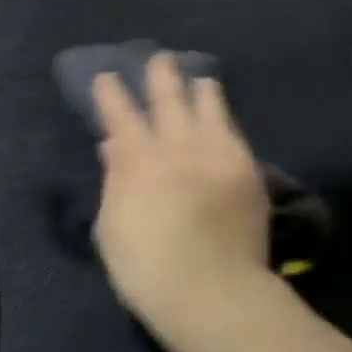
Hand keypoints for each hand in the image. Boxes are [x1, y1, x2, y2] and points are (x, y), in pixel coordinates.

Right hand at [92, 54, 271, 329]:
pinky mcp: (245, 166)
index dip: (111, 93)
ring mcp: (215, 152)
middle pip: (167, 98)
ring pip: (207, 106)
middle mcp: (177, 145)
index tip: (107, 77)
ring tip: (199, 79)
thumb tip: (113, 147)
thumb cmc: (148, 270)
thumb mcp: (112, 229)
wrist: (214, 292)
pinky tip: (221, 113)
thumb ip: (114, 181)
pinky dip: (223, 116)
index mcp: (138, 160)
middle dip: (160, 75)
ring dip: (199, 89)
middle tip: (159, 60)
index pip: (120, 114)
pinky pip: (232, 130)